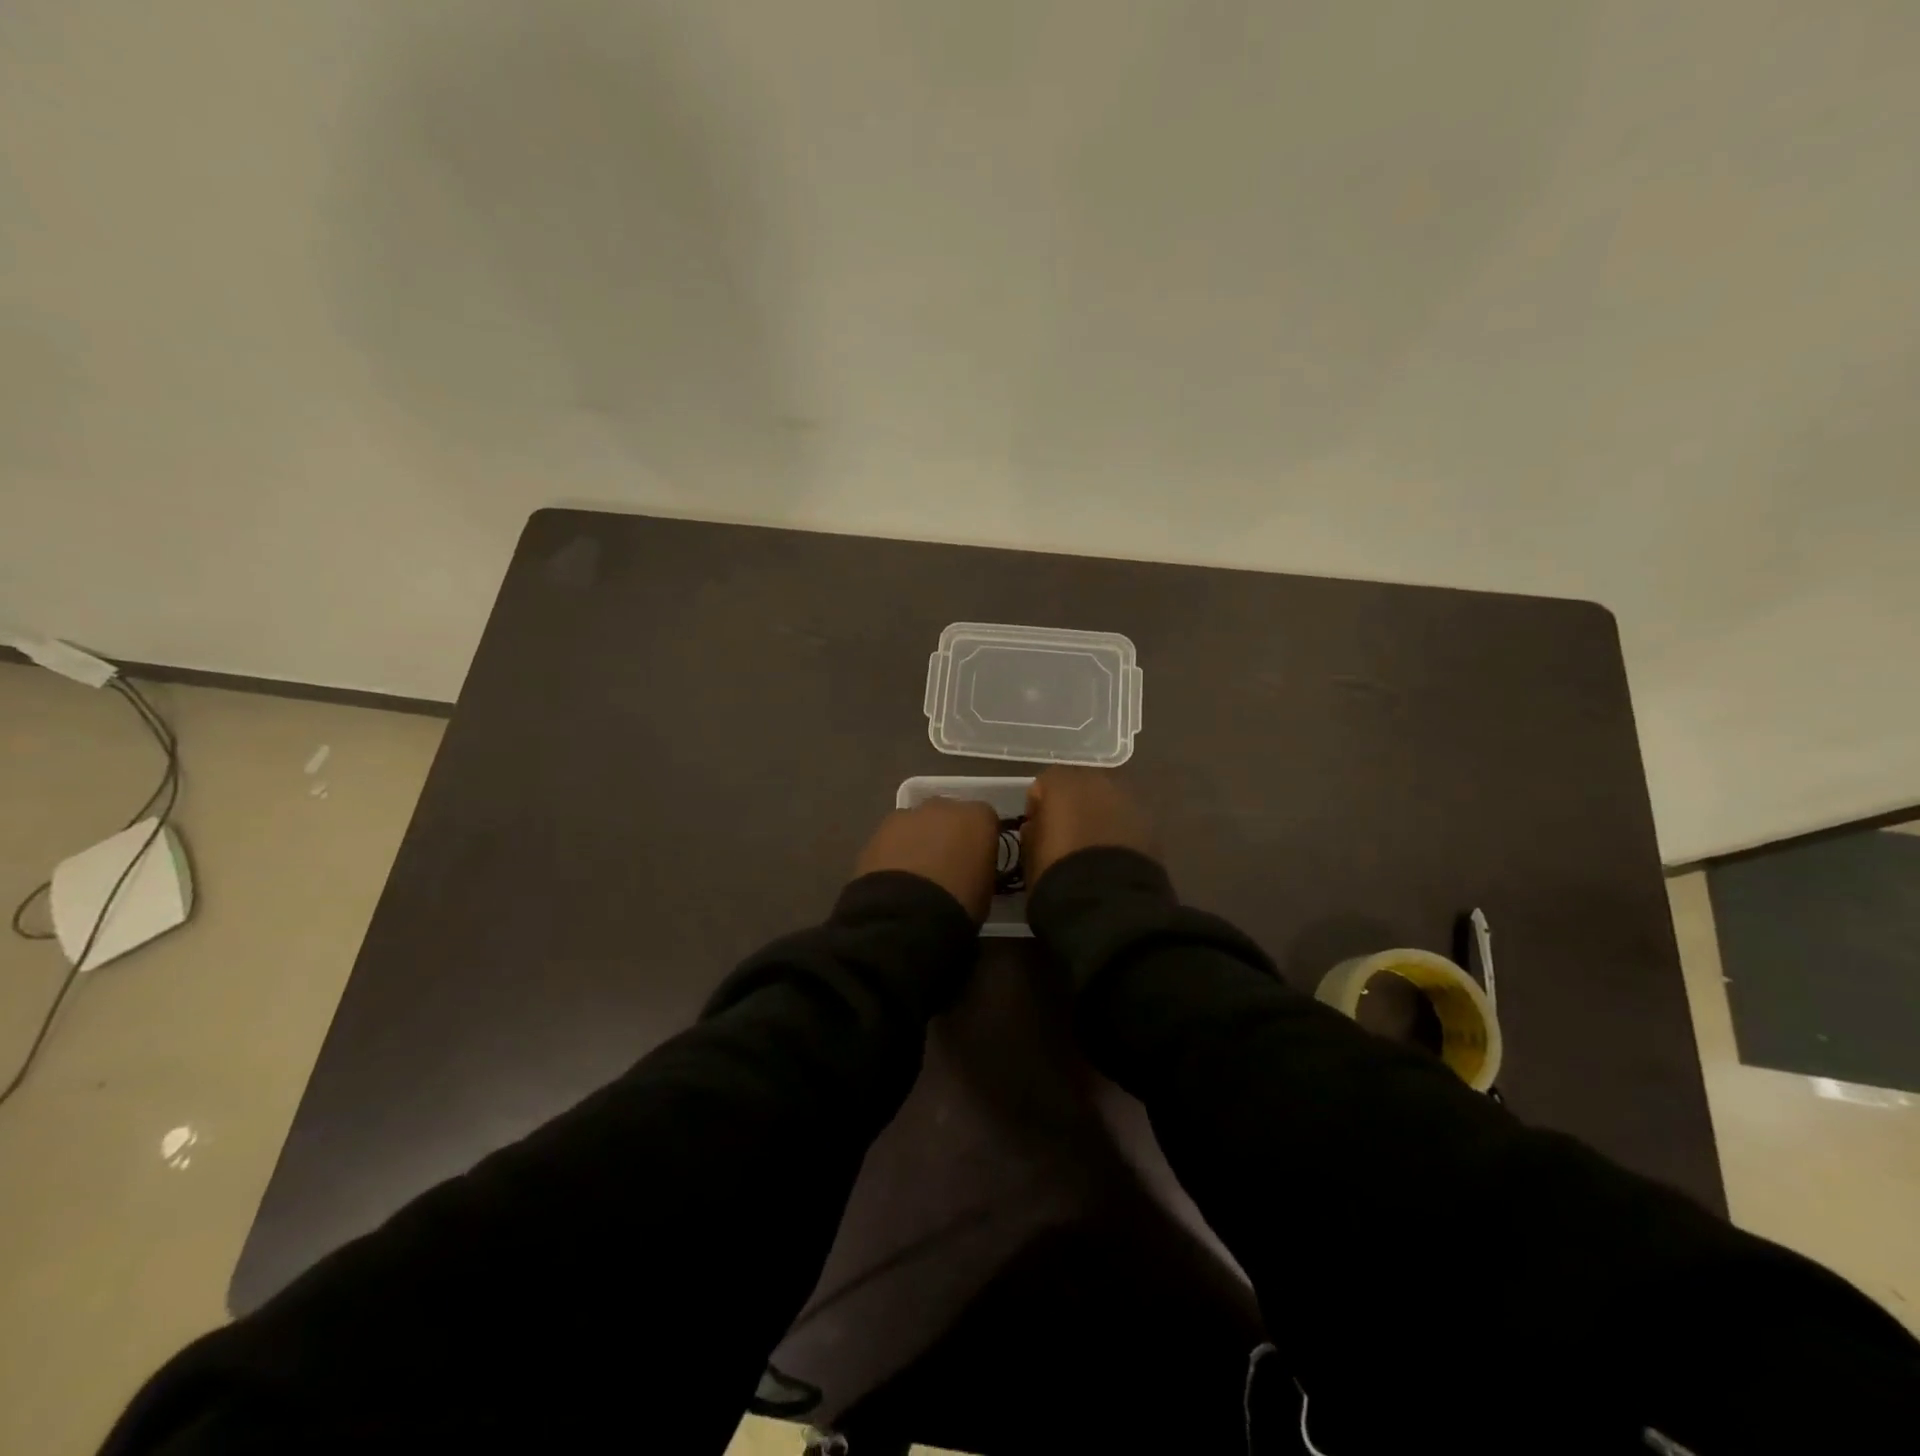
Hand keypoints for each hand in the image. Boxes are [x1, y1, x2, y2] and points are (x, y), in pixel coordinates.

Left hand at [854, 797, 1000, 921]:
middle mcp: (944, 807)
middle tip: (944, 864)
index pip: (985, 820)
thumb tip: (969, 870)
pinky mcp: (878, 830)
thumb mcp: (985, 888)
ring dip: (917, 840)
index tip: (976, 861)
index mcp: (978, 817)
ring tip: (915, 874)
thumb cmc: (960, 903)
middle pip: (948, 815)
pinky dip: (894, 851)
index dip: (979, 840)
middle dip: (947, 833)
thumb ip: (978, 867)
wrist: (907, 913)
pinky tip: (894, 876)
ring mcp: (907, 815)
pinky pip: (893, 837)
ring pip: (917, 823)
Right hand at [1022, 768, 1155, 887]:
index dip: (1038, 810)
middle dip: (1072, 805)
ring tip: (1094, 845)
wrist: (1107, 899)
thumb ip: (1033, 831)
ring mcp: (1127, 797)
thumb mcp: (1030, 854)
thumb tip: (1038, 827)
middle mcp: (1095, 779)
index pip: (1042, 787)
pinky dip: (1120, 829)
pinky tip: (1114, 854)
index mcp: (1060, 782)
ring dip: (1099, 815)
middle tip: (1068, 834)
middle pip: (1079, 786)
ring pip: (1106, 799)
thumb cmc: (1057, 872)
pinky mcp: (1150, 820)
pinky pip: (1127, 818)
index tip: (1036, 832)